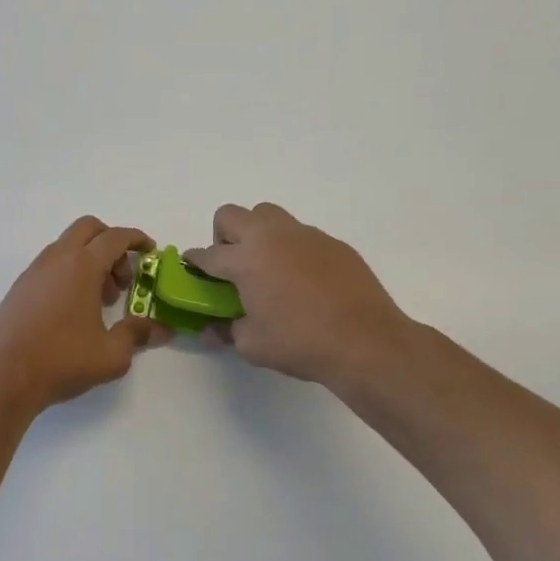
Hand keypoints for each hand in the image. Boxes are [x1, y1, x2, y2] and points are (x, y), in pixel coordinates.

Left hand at [0, 217, 167, 418]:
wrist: (3, 378)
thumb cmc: (62, 361)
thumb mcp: (111, 354)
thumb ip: (137, 334)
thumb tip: (161, 329)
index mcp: (82, 266)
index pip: (115, 237)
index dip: (136, 239)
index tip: (150, 250)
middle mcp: (56, 259)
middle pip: (88, 229)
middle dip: (111, 244)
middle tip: (122, 280)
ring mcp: (32, 272)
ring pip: (67, 247)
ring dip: (89, 261)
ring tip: (98, 302)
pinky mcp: (18, 289)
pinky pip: (50, 266)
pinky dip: (68, 274)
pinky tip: (71, 312)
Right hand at [184, 202, 414, 388]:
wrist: (366, 342)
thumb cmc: (300, 343)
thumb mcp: (252, 345)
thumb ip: (226, 331)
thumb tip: (211, 330)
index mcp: (245, 260)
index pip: (207, 254)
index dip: (195, 262)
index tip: (193, 270)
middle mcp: (271, 237)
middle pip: (231, 216)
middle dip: (222, 236)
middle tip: (232, 266)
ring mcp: (305, 235)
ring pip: (268, 215)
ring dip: (257, 234)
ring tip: (267, 267)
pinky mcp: (332, 243)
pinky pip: (300, 235)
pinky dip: (291, 249)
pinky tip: (303, 281)